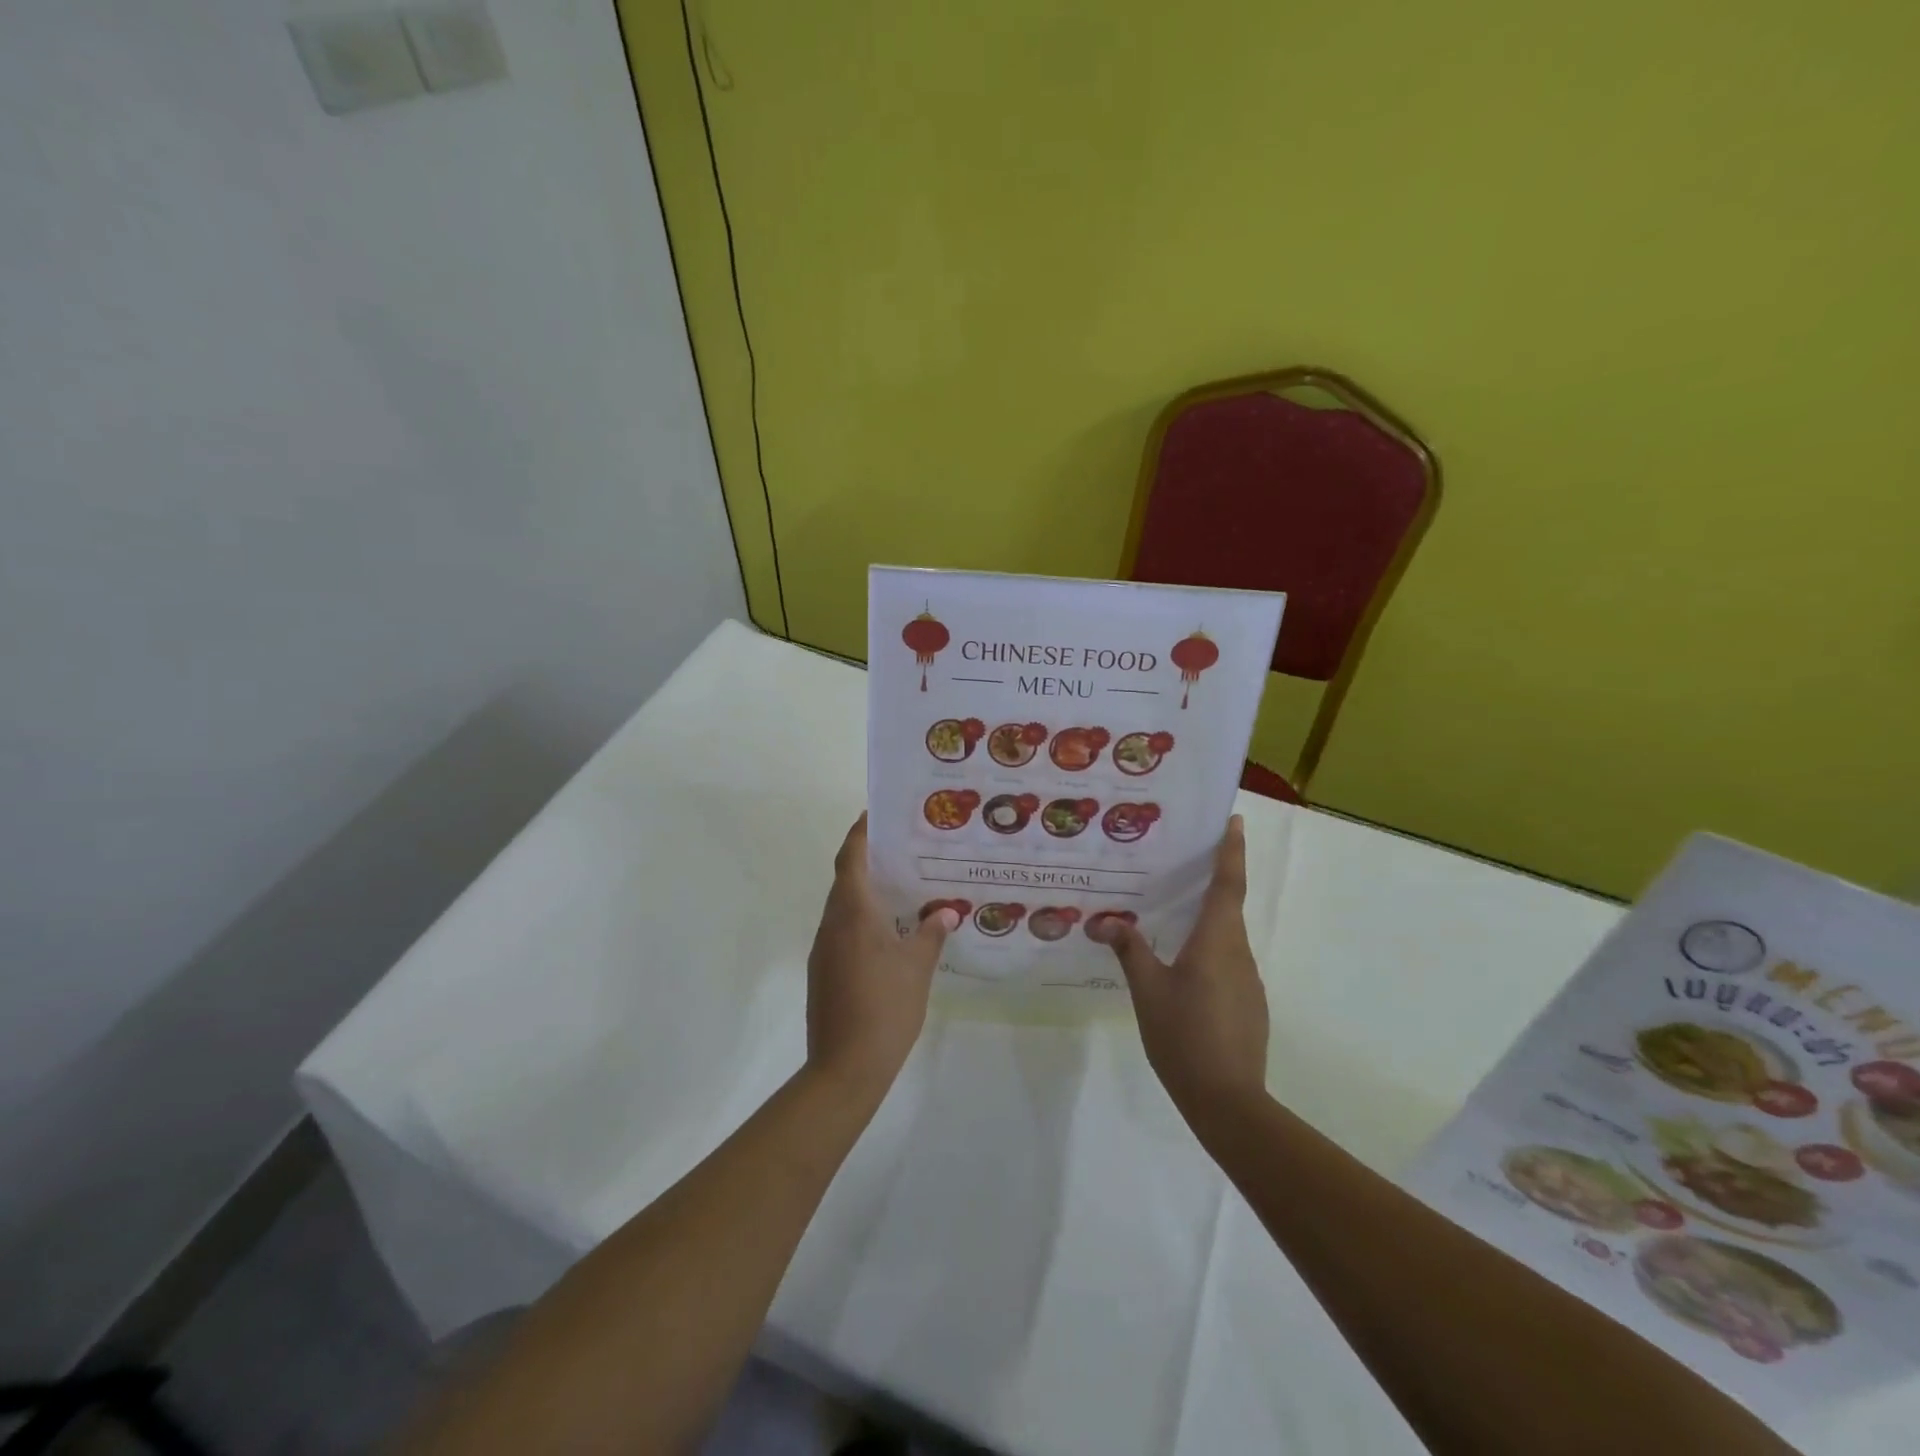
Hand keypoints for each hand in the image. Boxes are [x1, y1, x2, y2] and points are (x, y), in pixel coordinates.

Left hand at [805, 814, 953, 1101]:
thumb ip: (930, 934)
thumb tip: (943, 913)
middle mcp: (831, 924)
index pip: (850, 859)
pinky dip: (861, 922)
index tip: (873, 815)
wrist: (844, 1067)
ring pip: (843, 909)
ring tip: (901, 891)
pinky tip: (888, 935)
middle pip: (844, 881)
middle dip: (867, 862)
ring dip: (865, 894)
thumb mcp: (917, 968)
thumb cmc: (885, 1007)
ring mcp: (822, 950)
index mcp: (852, 913)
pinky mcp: (823, 973)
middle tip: (901, 852)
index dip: (859, 834)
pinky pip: (842, 932)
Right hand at [1089, 815, 1269, 1124]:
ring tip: (1170, 918)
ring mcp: (1248, 981)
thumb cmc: (1185, 1035)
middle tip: (1180, 864)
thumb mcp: (1148, 990)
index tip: (1235, 821)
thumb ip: (1129, 950)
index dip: (1232, 851)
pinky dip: (1208, 952)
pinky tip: (1183, 970)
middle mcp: (1238, 953)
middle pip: (1227, 907)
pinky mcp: (1248, 1004)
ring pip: (1225, 938)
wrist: (1228, 1101)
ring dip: (1205, 921)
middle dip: (1210, 882)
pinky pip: (1227, 964)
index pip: (1228, 884)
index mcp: (1216, 941)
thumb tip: (1105, 921)